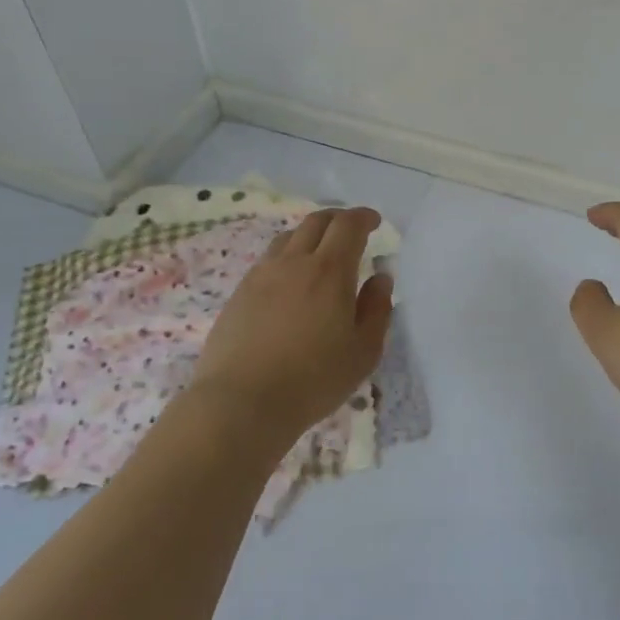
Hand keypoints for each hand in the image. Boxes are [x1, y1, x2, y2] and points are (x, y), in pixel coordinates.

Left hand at [193, 207, 393, 447]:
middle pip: (315, 222)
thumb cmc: (312, 380)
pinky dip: (286, 256)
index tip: (374, 222)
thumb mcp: (362, 352)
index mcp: (329, 271)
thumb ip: (377, 310)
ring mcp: (261, 275)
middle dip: (338, 219)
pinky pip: (267, 260)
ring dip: (309, 235)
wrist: (241, 402)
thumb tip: (380, 278)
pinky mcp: (239, 293)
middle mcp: (294, 262)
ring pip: (288, 238)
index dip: (363, 217)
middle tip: (351, 230)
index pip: (348, 226)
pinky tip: (289, 281)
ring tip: (319, 253)